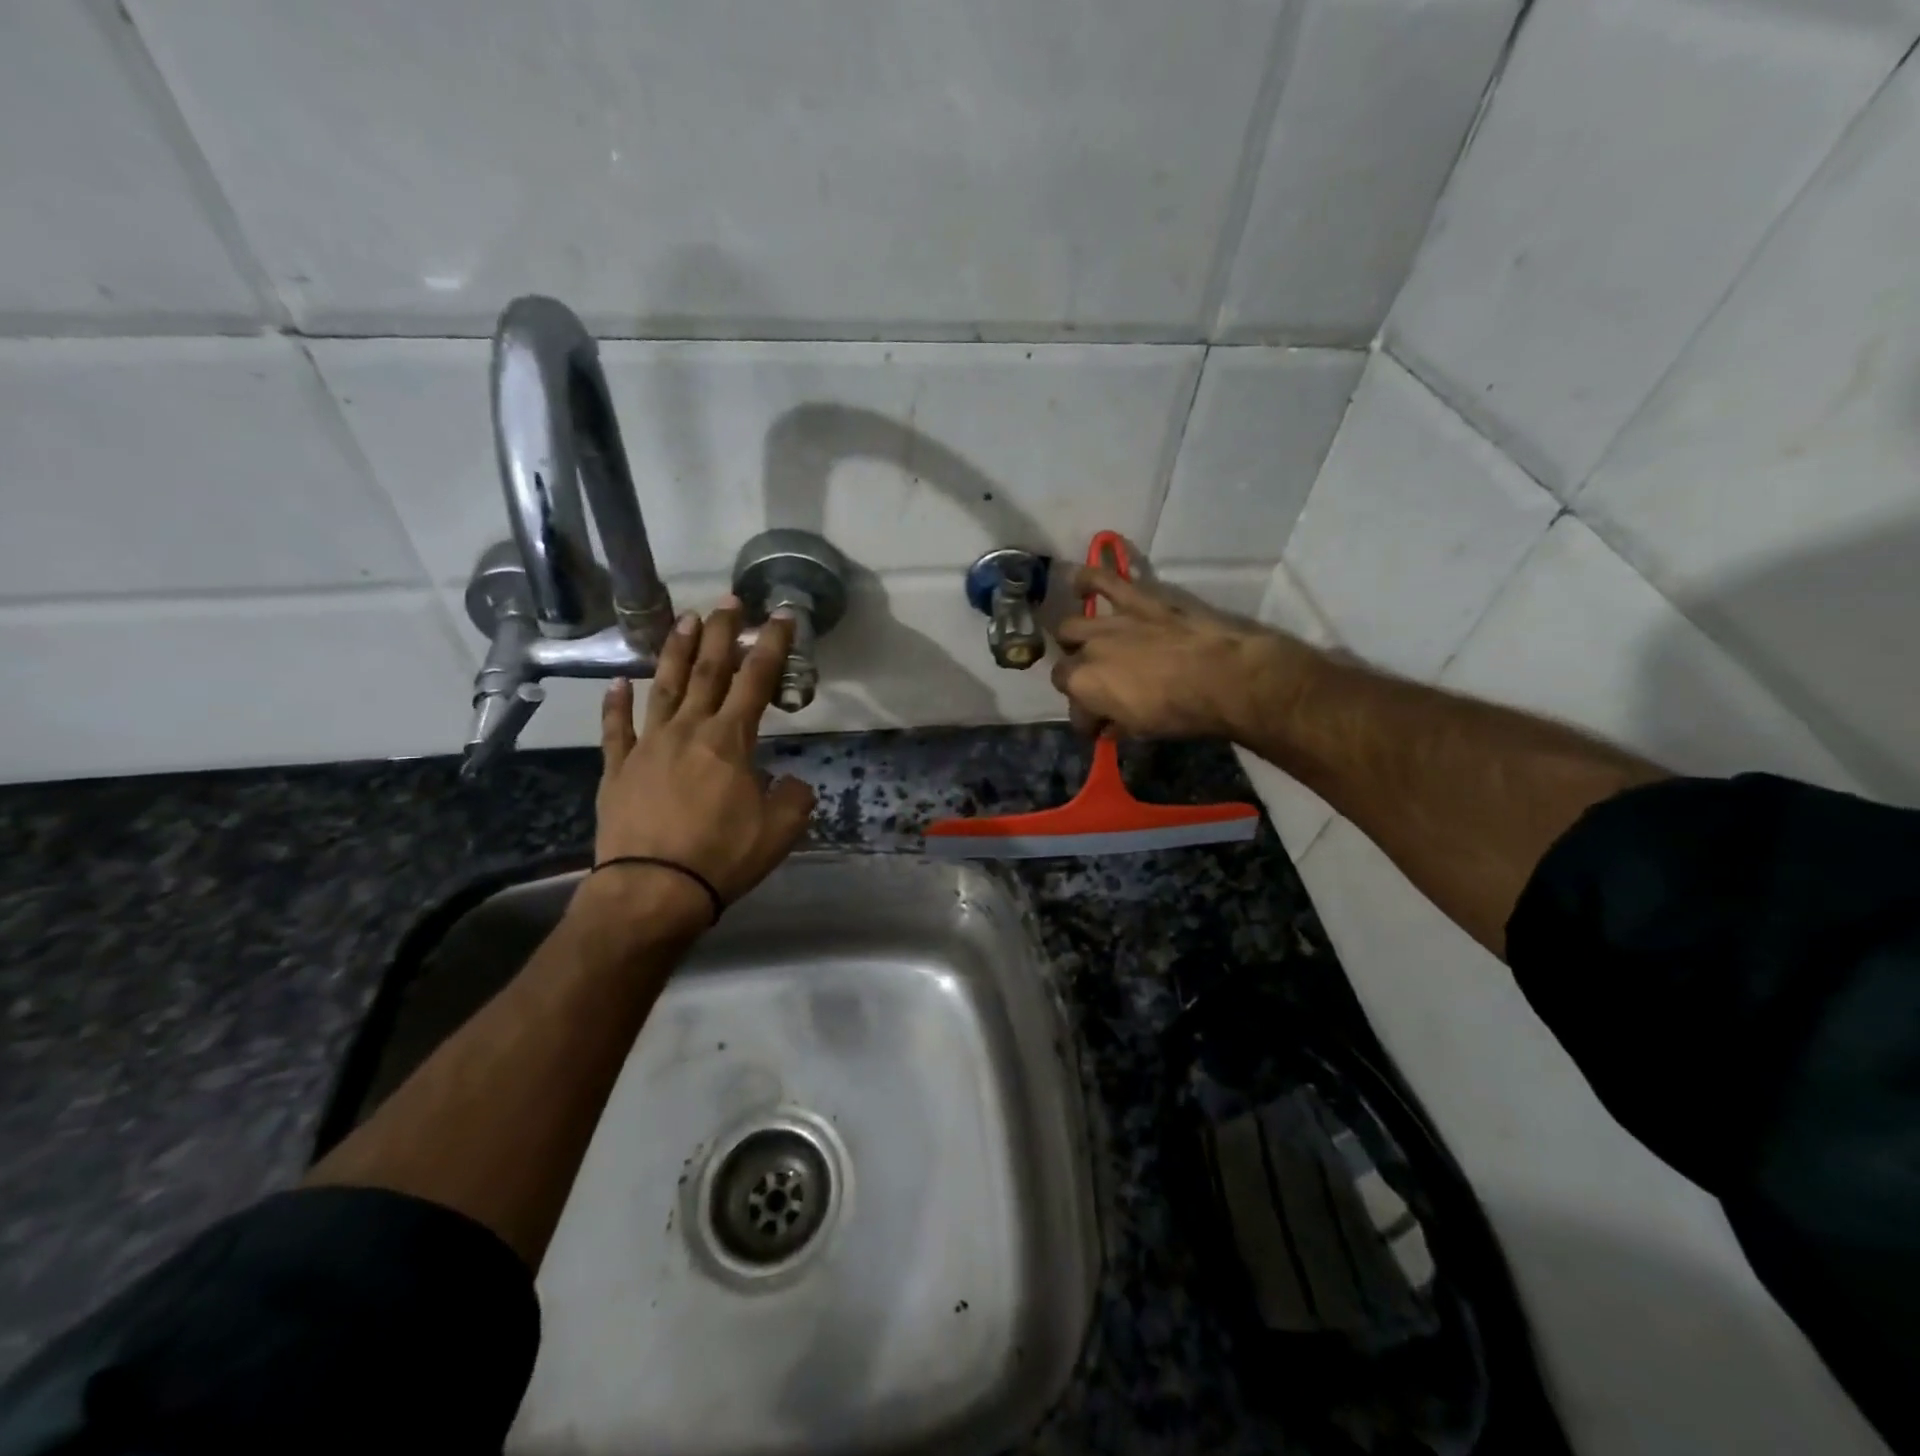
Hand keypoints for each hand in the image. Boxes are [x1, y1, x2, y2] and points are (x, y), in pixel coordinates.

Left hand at [589, 600, 816, 928]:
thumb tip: (790, 781)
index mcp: (730, 740)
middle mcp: (689, 730)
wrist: (653, 889)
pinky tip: (618, 684)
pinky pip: (616, 730)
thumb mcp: (781, 830)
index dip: (770, 645)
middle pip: (707, 671)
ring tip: (683, 620)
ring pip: (663, 687)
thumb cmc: (723, 856)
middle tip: (726, 601)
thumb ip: (794, 797)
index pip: (756, 681)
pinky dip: (616, 705)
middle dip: (720, 633)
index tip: (779, 615)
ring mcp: (648, 746)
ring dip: (674, 652)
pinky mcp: (617, 769)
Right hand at [1050, 563, 1316, 740]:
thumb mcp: (1143, 730)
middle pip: (1064, 668)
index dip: (1087, 719)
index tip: (1102, 726)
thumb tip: (1111, 724)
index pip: (1075, 710)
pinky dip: (1086, 580)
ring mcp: (1108, 622)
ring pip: (1070, 626)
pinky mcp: (1134, 599)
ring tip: (1084, 643)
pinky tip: (1080, 587)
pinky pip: (1101, 579)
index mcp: (1084, 687)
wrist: (1221, 676)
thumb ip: (1118, 723)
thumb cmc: (1182, 711)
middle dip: (1076, 680)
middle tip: (1098, 685)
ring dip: (1073, 640)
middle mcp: (1086, 652)